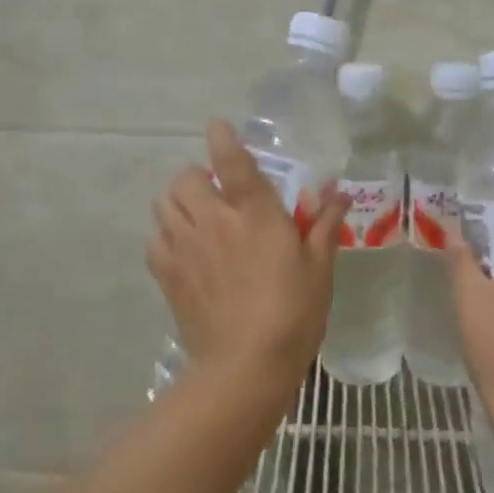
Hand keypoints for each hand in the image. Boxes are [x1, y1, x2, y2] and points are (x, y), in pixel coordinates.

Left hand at [146, 118, 348, 398]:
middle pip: (186, 177)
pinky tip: (184, 250)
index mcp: (254, 213)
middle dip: (198, 176)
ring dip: (178, 201)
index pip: (231, 161)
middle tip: (217, 193)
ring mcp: (185, 246)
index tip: (217, 125)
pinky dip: (165, 235)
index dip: (222, 137)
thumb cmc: (292, 313)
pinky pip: (155, 239)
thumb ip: (324, 226)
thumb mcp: (319, 268)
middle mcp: (213, 220)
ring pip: (164, 203)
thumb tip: (338, 194)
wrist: (245, 367)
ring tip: (197, 216)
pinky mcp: (167, 275)